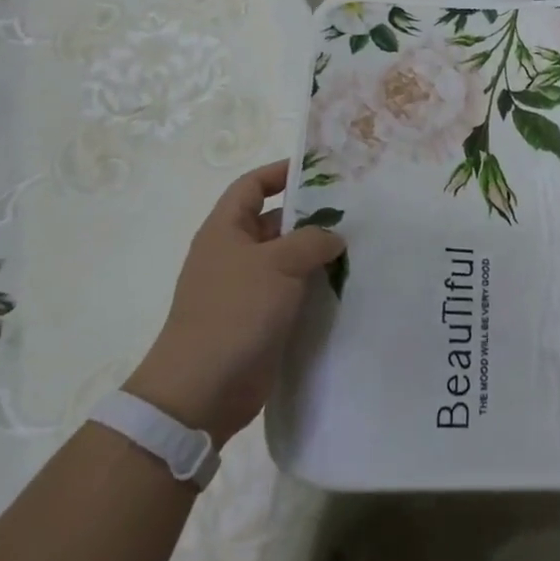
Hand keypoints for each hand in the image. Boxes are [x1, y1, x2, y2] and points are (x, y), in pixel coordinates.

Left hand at [124, 160, 344, 446]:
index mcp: (225, 230)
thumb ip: (311, 240)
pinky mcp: (259, 321)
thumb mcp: (277, 263)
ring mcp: (245, 290)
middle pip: (274, 222)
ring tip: (357, 249)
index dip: (279, 173)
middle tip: (353, 214)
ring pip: (287, 260)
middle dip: (310, 217)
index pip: (251, 186)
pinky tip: (344, 287)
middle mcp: (233, 254)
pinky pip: (291, 293)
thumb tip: (333, 238)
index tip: (317, 171)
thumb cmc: (234, 312)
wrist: (202, 390)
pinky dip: (314, 288)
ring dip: (317, 255)